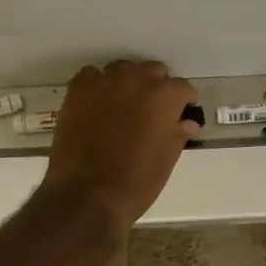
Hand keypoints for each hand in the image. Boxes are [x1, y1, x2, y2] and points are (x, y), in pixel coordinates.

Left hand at [40, 59, 199, 231]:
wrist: (87, 195)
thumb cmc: (136, 182)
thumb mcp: (167, 160)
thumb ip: (178, 134)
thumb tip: (188, 124)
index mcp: (165, 96)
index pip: (183, 88)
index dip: (183, 103)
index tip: (180, 116)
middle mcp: (137, 79)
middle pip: (154, 72)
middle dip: (157, 88)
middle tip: (152, 113)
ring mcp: (105, 82)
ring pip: (123, 70)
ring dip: (128, 83)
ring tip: (124, 107)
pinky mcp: (78, 90)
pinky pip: (92, 76)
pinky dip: (98, 86)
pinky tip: (97, 106)